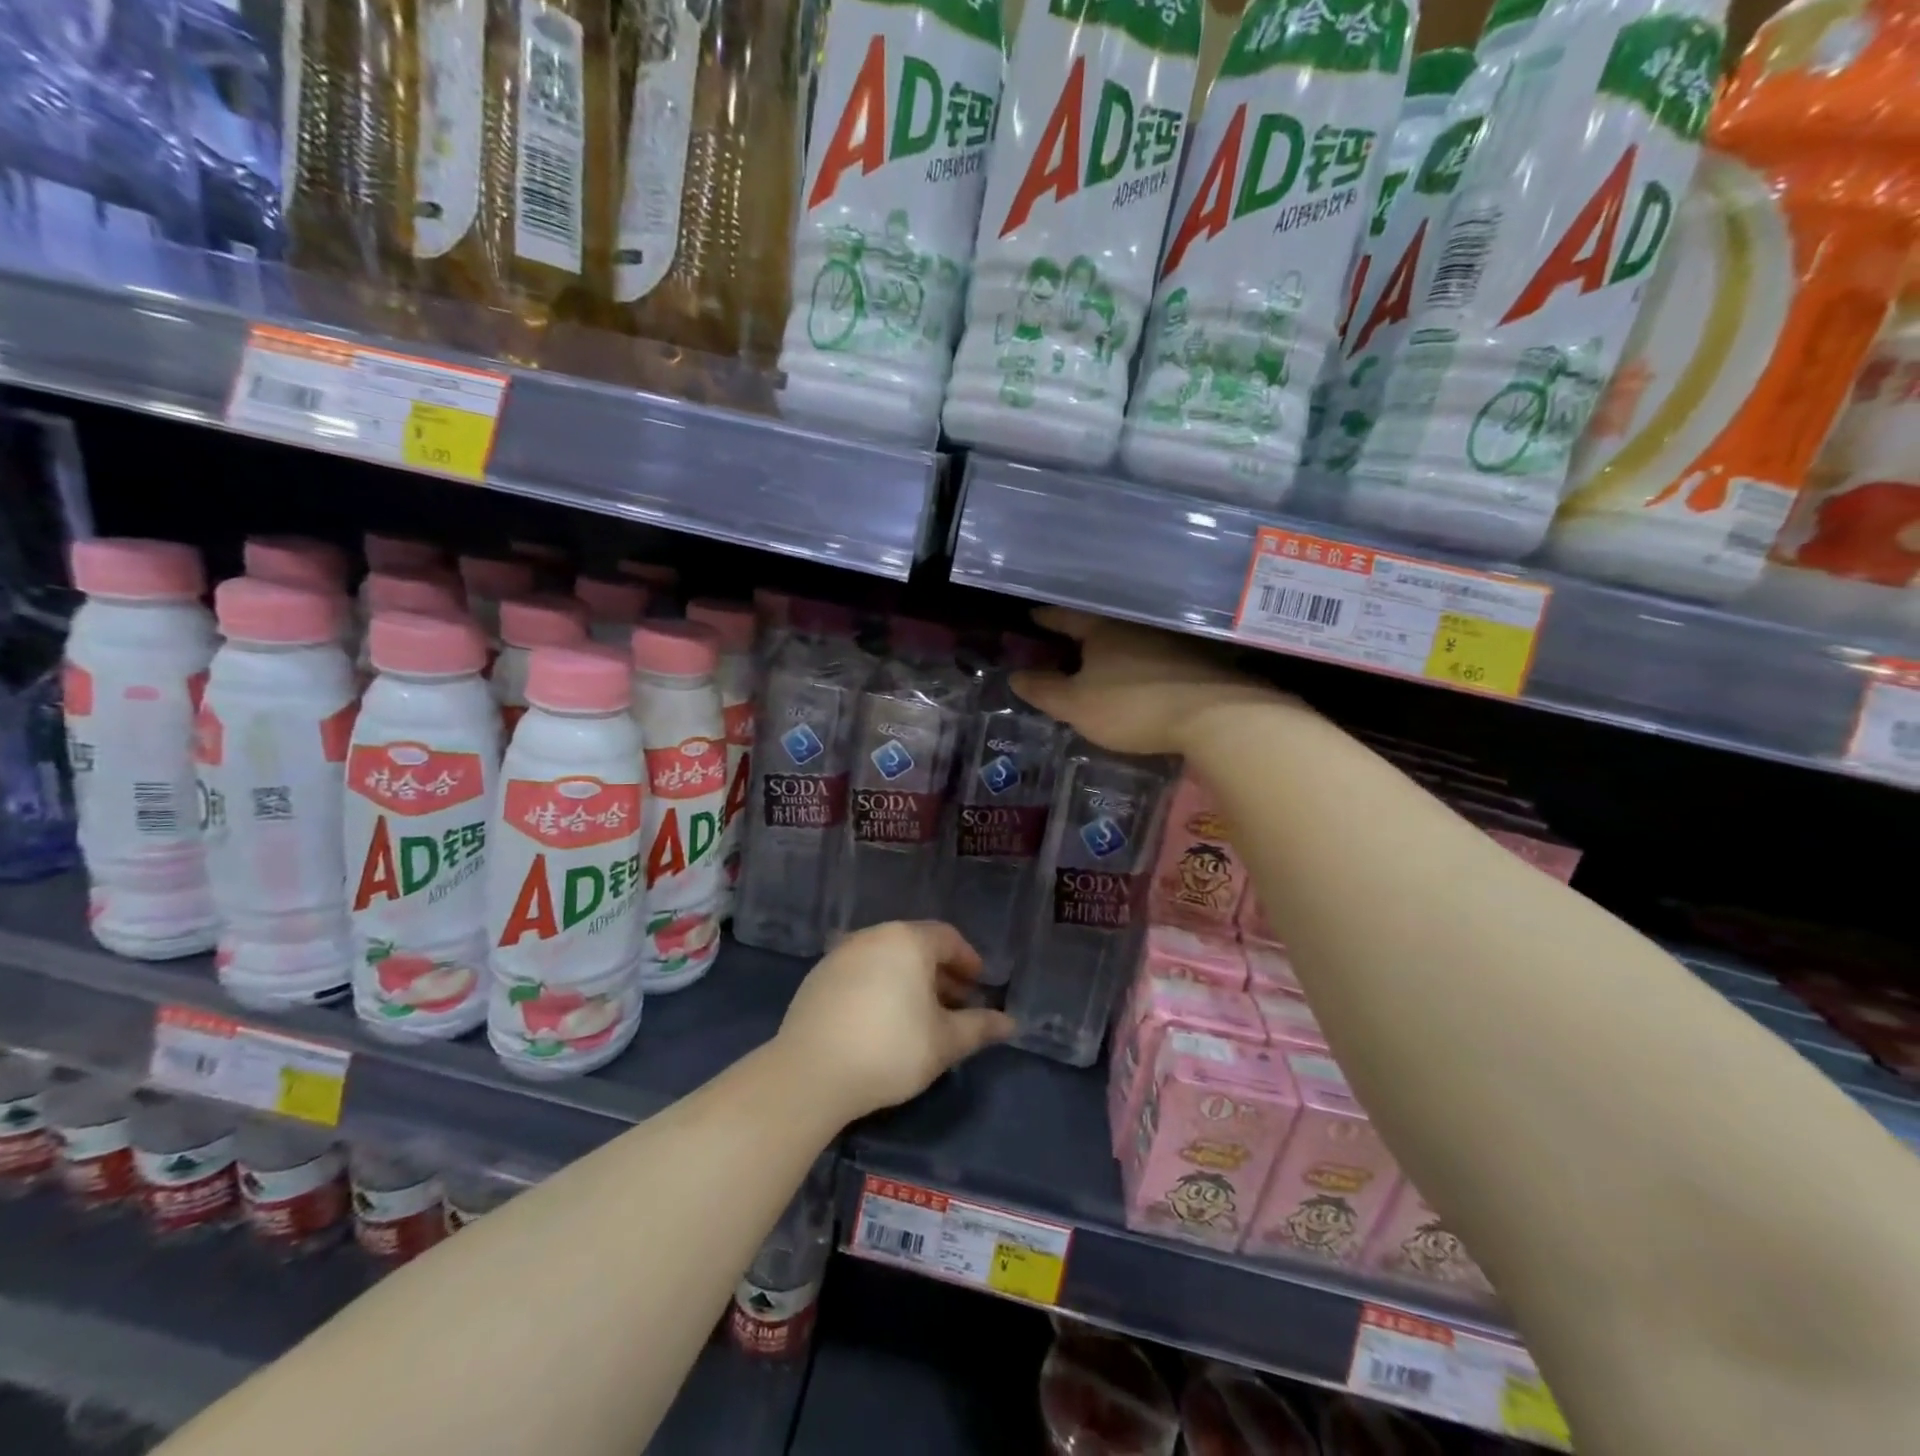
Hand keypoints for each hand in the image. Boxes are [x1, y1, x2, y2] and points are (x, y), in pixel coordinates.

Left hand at [777, 921, 1013, 1122]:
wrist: (811, 1072)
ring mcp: (841, 954)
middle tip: (954, 1004)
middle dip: (940, 972)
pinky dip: (879, 986)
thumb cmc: (890, 1049)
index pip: (948, 938)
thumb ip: (979, 1027)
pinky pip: (860, 972)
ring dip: (909, 980)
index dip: (968, 961)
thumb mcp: (945, 1042)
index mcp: (908, 941)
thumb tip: (1010, 1023)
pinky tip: (881, 1020)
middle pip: (916, 945)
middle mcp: (873, 936)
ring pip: (886, 958)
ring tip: (919, 1015)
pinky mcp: (817, 976)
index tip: (978, 986)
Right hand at [1012, 608, 1284, 756]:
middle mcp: (1135, 625)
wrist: (1216, 716)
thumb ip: (1045, 691)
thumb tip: (1015, 676)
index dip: (1046, 618)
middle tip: (1063, 640)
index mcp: (1102, 628)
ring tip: (1099, 660)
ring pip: (1131, 638)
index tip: (1032, 617)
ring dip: (1113, 647)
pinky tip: (1138, 675)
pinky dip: (1139, 662)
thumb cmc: (1133, 706)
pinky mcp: (1197, 659)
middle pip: (1100, 624)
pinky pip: (1155, 654)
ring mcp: (1171, 639)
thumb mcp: (1077, 706)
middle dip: (1081, 632)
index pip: (1065, 616)